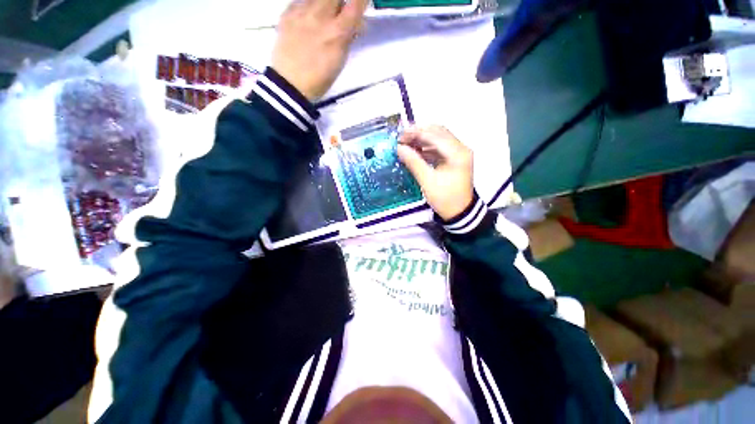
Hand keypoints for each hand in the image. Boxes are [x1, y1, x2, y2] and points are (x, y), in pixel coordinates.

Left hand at [273, 0, 368, 100]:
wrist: (290, 84)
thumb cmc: (320, 79)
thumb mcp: (339, 61)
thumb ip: (347, 39)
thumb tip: (356, 25)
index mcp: (337, 33)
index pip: (355, 5)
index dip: (361, 1)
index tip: (360, 4)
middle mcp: (320, 16)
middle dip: (340, 2)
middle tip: (339, 13)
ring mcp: (302, 13)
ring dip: (324, 4)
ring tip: (321, 17)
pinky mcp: (287, 14)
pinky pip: (300, 1)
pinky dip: (307, 6)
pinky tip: (306, 19)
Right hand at [397, 126, 473, 220]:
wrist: (460, 213)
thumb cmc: (445, 199)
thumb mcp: (427, 181)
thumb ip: (414, 162)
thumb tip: (399, 148)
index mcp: (458, 153)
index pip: (435, 135)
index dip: (416, 133)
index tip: (400, 136)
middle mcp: (461, 149)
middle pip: (438, 132)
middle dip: (419, 133)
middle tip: (402, 139)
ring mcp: (459, 153)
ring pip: (439, 139)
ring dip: (422, 140)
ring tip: (406, 145)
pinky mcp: (455, 159)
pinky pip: (439, 148)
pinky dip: (427, 148)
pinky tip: (415, 151)